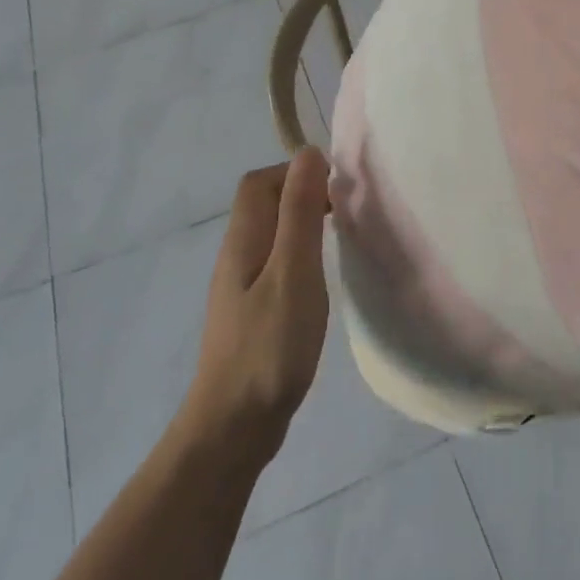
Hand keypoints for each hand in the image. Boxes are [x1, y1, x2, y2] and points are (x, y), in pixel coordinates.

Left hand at [186, 149, 331, 456]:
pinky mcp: (251, 311)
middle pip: (263, 204)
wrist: (234, 425)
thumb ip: (300, 213)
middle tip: (346, 212)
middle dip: (303, 194)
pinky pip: (275, 264)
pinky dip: (300, 256)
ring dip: (303, 225)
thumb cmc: (269, 346)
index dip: (296, 172)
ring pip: (271, 235)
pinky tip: (320, 279)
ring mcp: (241, 286)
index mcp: (243, 240)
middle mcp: (236, 256)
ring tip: (340, 240)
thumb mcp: (293, 272)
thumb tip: (309, 153)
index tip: (338, 189)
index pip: (260, 182)